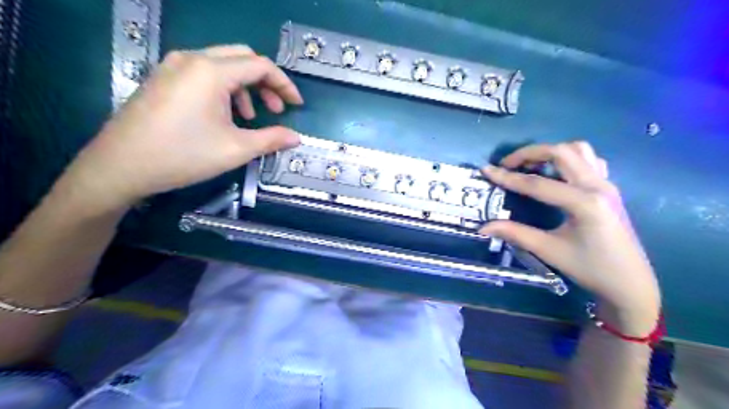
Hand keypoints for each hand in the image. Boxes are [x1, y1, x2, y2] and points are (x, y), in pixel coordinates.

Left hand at [60, 44, 302, 209]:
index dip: (284, 84)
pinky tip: (224, 115)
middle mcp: (192, 59)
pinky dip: (224, 89)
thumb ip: (272, 139)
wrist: (121, 166)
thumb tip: (297, 138)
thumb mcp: (236, 149)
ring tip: (251, 116)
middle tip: (277, 108)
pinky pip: (203, 73)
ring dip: (245, 86)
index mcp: (212, 71)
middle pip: (243, 58)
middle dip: (266, 82)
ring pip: (223, 64)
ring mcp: (173, 67)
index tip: (296, 105)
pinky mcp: (163, 79)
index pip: (261, 65)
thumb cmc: (184, 155)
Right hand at [482, 143, 665, 333]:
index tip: (486, 170)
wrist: (630, 283)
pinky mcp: (609, 188)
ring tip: (531, 166)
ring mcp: (606, 184)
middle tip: (508, 165)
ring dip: (551, 153)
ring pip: (578, 150)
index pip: (537, 183)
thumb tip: (483, 227)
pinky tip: (556, 174)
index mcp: (584, 203)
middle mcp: (597, 186)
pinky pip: (590, 160)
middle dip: (530, 153)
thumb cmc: (590, 268)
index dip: (508, 177)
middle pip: (561, 152)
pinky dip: (569, 159)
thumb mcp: (549, 250)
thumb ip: (515, 233)